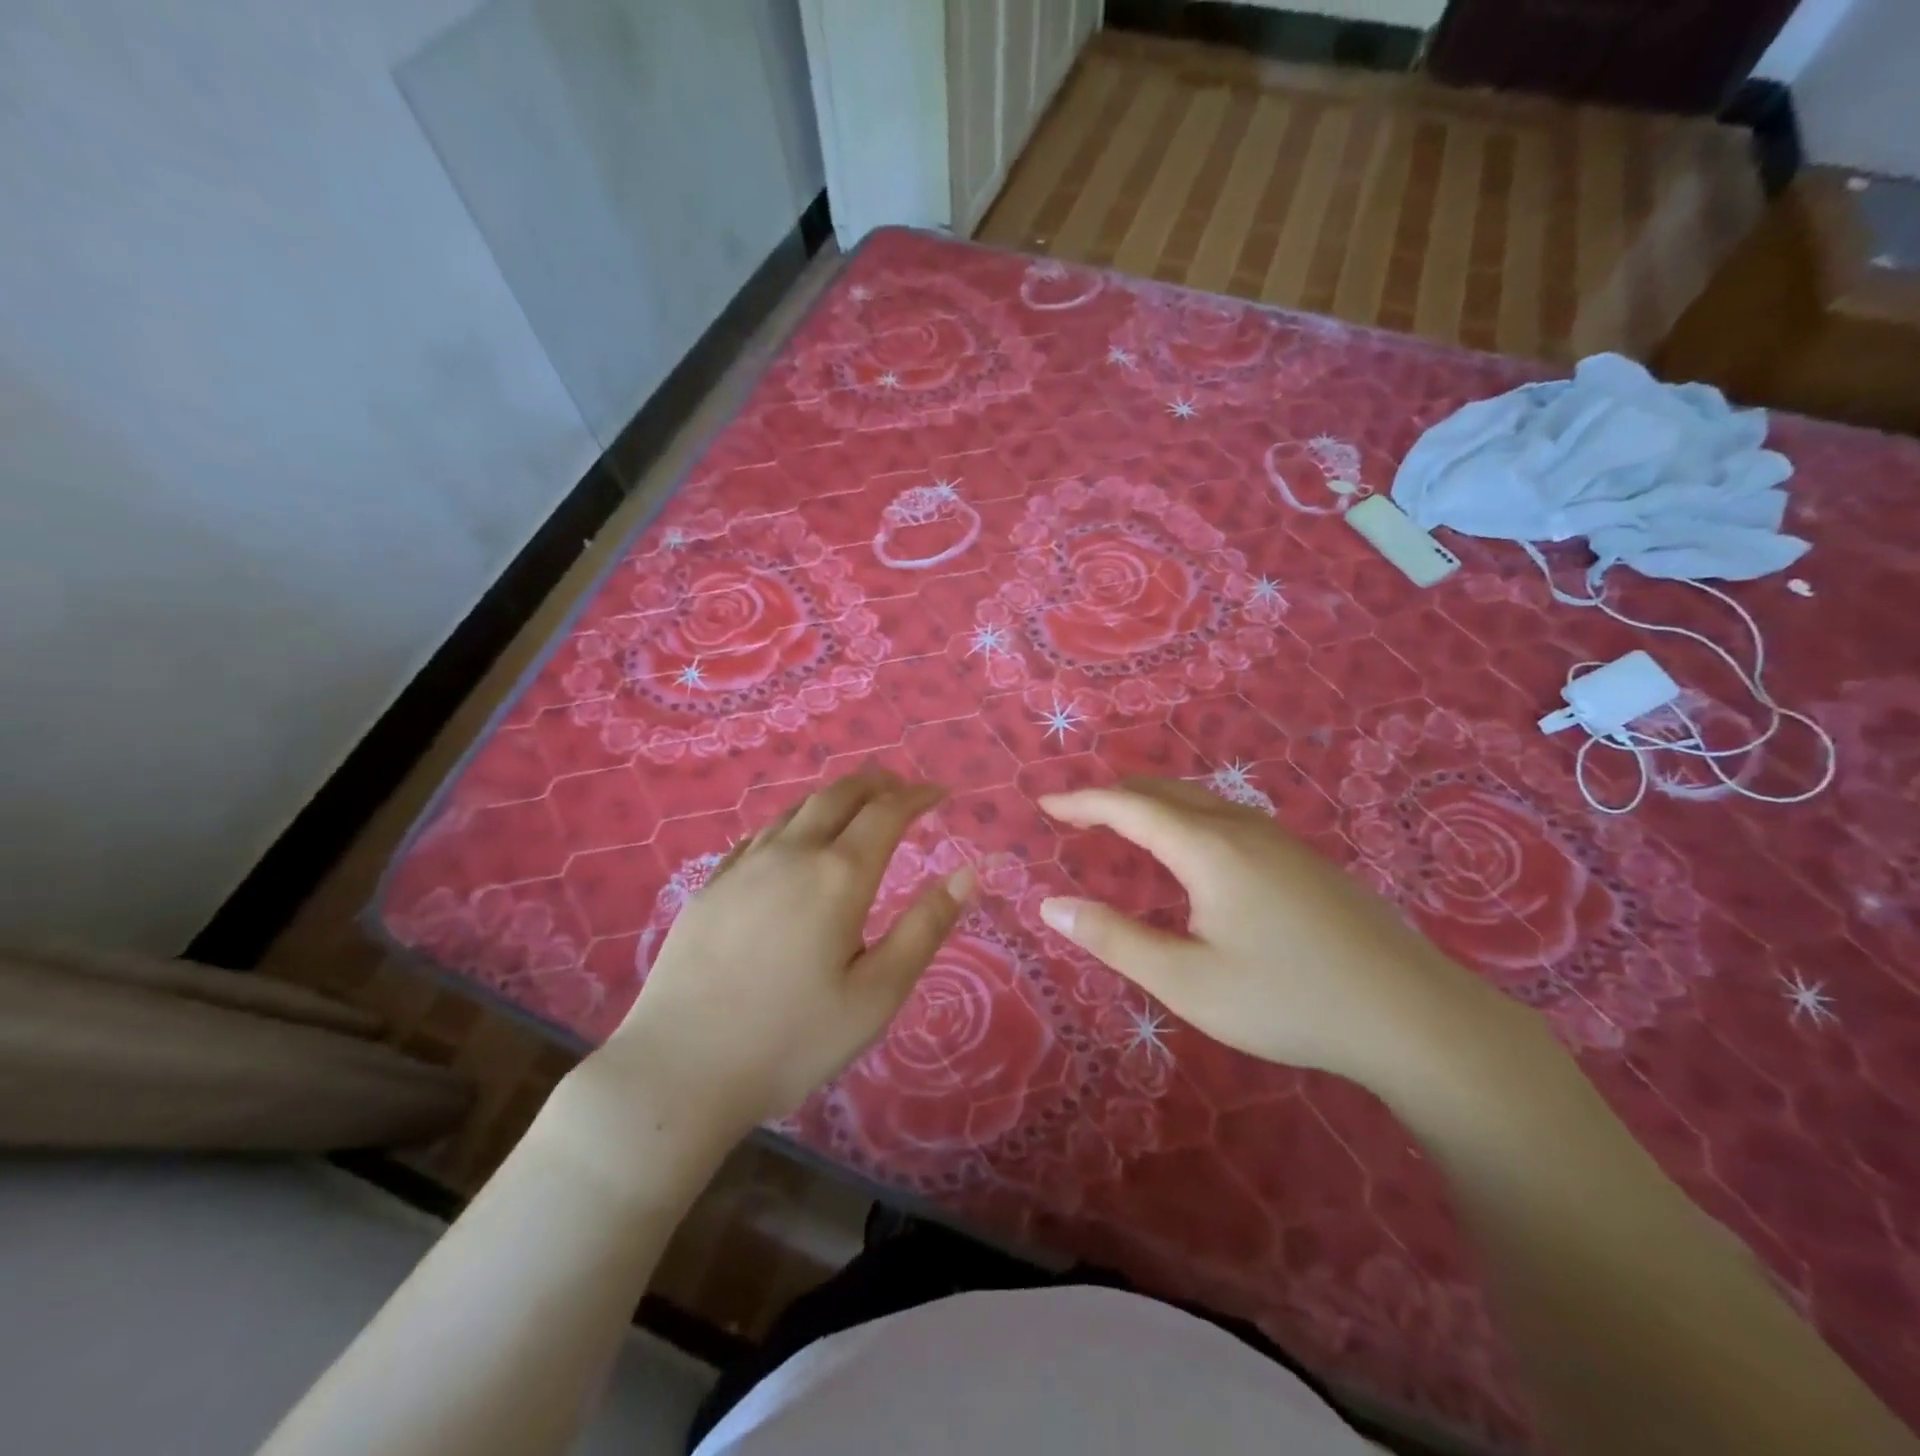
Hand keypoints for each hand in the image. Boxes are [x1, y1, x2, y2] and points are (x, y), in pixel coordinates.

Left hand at [601, 770, 973, 1141]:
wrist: (680, 1069)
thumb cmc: (792, 1039)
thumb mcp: (878, 994)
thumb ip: (926, 928)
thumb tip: (968, 873)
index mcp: (838, 875)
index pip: (887, 812)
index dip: (918, 796)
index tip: (941, 793)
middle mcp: (791, 854)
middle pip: (840, 795)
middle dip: (877, 784)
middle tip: (902, 789)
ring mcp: (744, 866)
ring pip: (797, 809)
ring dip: (835, 798)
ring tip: (855, 807)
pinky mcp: (711, 886)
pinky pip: (761, 834)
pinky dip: (794, 822)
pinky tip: (792, 841)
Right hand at [1038, 779, 1512, 1089]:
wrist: (1412, 1016)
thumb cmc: (1287, 998)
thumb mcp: (1187, 980)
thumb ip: (1115, 939)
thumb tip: (1051, 906)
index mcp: (1208, 848)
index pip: (1129, 806)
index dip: (1082, 802)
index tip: (1044, 806)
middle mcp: (1242, 828)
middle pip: (1165, 791)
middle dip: (1114, 795)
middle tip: (1076, 813)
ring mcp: (1280, 839)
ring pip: (1201, 800)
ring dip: (1153, 802)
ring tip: (1123, 823)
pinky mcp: (1304, 859)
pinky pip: (1227, 816)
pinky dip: (1186, 816)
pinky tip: (1193, 849)